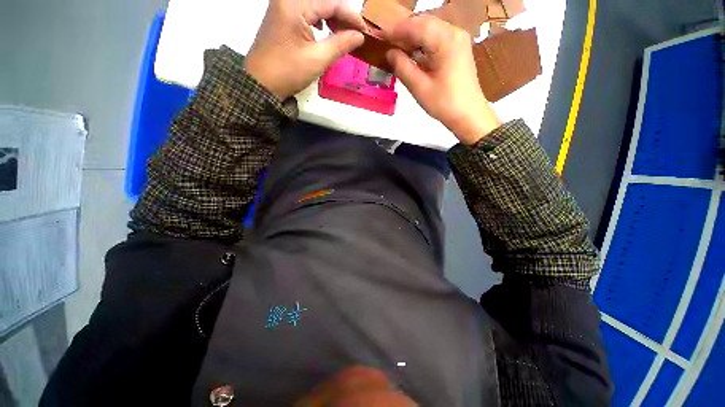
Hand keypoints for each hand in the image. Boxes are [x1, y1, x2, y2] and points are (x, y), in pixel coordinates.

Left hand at [244, 0, 366, 99]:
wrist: (261, 83)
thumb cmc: (288, 72)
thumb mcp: (317, 59)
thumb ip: (340, 44)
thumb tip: (359, 36)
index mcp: (295, 5)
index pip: (331, 2)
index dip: (351, 15)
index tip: (364, 31)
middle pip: (322, 0)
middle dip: (341, 15)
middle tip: (354, 33)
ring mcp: (282, 6)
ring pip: (314, 4)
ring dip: (330, 16)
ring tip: (341, 33)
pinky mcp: (280, 16)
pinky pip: (304, 10)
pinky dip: (318, 19)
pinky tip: (323, 30)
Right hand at [385, 16, 500, 144]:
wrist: (468, 114)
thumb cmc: (444, 104)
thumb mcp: (419, 87)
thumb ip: (402, 67)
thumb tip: (389, 53)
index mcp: (446, 40)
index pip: (416, 26)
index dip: (395, 30)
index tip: (379, 36)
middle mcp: (454, 32)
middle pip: (423, 23)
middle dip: (403, 31)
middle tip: (385, 43)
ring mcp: (458, 39)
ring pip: (429, 29)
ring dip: (412, 37)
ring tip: (396, 48)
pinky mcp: (457, 48)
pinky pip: (436, 37)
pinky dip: (421, 43)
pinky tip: (412, 53)